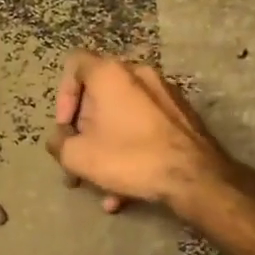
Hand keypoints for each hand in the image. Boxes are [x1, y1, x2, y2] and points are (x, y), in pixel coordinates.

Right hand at [47, 52, 229, 212]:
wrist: (195, 177)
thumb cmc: (130, 157)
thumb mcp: (79, 156)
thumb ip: (59, 143)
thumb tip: (59, 139)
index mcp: (110, 73)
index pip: (74, 63)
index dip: (62, 95)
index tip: (66, 127)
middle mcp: (138, 73)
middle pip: (99, 95)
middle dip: (85, 131)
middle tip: (80, 160)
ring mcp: (164, 93)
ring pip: (122, 117)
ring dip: (107, 148)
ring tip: (102, 185)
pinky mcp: (181, 115)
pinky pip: (145, 128)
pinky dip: (131, 151)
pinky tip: (127, 191)